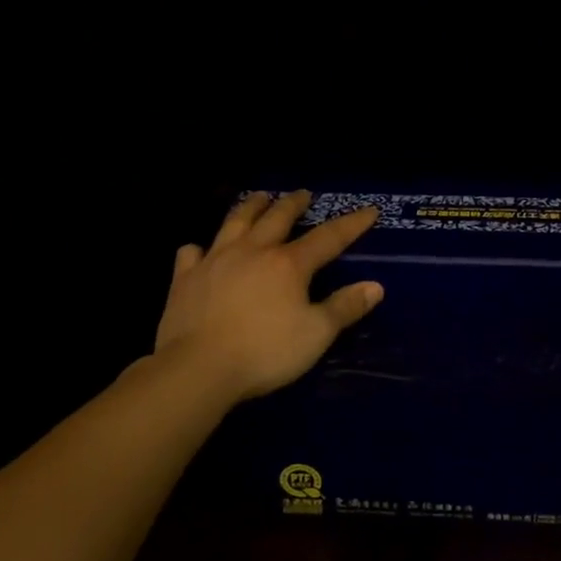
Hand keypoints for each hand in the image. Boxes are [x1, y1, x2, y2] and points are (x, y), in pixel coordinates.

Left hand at [153, 190, 382, 402]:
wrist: (198, 368)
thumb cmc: (265, 352)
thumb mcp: (316, 334)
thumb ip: (345, 308)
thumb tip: (375, 286)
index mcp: (288, 264)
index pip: (328, 238)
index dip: (351, 224)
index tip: (369, 210)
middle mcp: (253, 251)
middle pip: (277, 218)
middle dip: (293, 203)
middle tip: (303, 193)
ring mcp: (215, 260)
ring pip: (235, 222)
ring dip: (250, 207)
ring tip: (259, 197)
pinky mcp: (185, 278)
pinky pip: (191, 253)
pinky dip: (198, 248)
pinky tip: (199, 249)